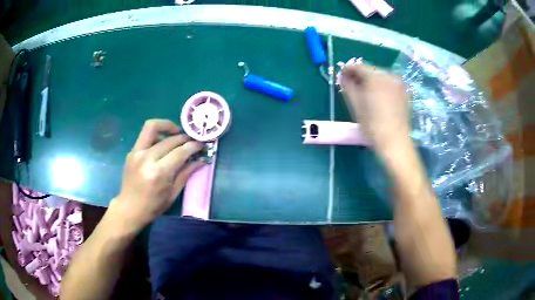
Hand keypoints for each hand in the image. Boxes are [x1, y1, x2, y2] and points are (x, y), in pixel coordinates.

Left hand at [110, 119, 203, 231]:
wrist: (129, 208)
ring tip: (176, 133)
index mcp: (159, 173)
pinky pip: (145, 135)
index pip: (180, 152)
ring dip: (167, 126)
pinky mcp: (132, 151)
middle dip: (184, 138)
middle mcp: (147, 158)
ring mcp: (137, 152)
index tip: (201, 144)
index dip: (193, 146)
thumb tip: (200, 160)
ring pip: (152, 127)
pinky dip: (157, 134)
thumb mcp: (173, 193)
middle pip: (169, 140)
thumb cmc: (153, 206)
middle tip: (192, 141)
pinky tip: (163, 142)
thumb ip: (186, 173)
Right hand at [340, 65, 410, 149]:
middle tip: (353, 85)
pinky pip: (390, 84)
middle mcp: (388, 75)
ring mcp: (399, 83)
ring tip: (366, 93)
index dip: (348, 69)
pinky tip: (379, 97)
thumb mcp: (355, 104)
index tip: (342, 76)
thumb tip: (343, 76)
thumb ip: (347, 85)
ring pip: (381, 76)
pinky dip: (383, 86)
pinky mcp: (405, 92)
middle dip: (361, 76)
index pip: (358, 66)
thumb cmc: (371, 124)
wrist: (394, 140)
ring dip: (372, 81)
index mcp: (374, 76)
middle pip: (370, 70)